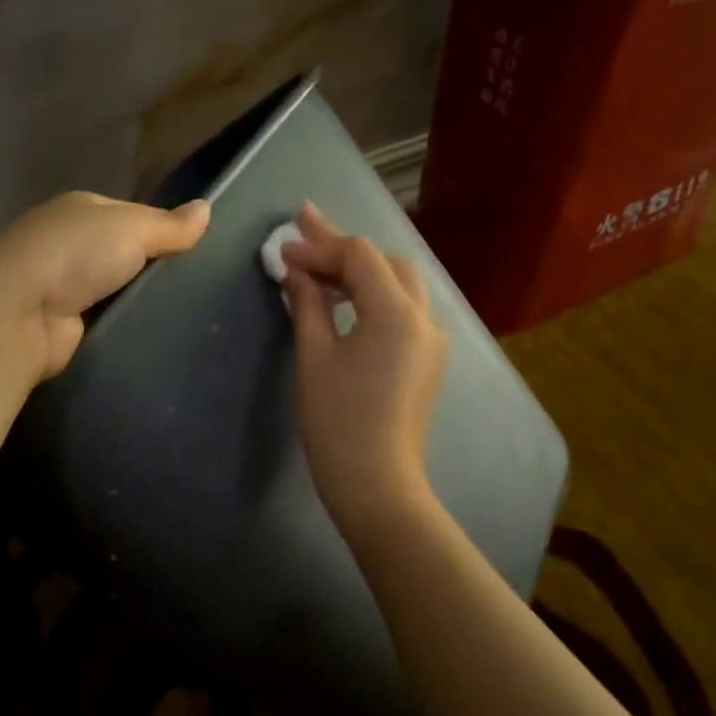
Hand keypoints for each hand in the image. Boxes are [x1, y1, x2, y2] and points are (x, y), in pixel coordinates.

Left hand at [0, 191, 209, 378]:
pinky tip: (154, 331)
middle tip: (197, 284)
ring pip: (117, 288)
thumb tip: (208, 209)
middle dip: (152, 267)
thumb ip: (170, 224)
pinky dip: (124, 323)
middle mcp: (68, 243)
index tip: (197, 250)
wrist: (18, 315)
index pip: (132, 215)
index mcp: (81, 209)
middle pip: (124, 252)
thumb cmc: (75, 255)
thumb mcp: (132, 228)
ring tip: (186, 312)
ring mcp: (62, 284)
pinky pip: (106, 318)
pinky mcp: (64, 323)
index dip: (163, 229)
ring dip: (139, 298)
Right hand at [281, 203, 449, 537]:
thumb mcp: (314, 356)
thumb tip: (296, 272)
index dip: (319, 246)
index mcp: (396, 313)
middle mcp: (424, 317)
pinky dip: (375, 293)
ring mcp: (432, 339)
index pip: (360, 256)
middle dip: (343, 246)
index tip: (283, 251)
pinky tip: (345, 298)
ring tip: (319, 263)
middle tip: (303, 230)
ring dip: (361, 268)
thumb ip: (308, 304)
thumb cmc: (338, 422)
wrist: (377, 485)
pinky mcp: (428, 359)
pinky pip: (404, 308)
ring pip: (399, 282)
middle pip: (385, 262)